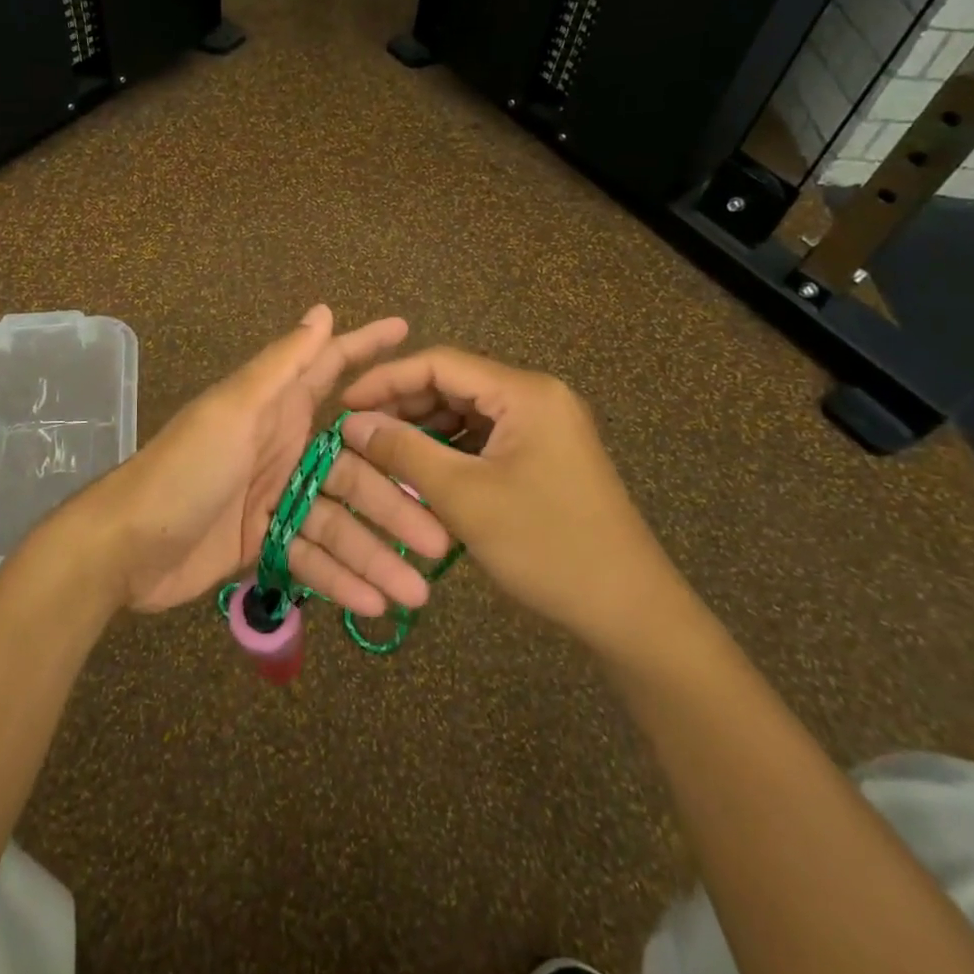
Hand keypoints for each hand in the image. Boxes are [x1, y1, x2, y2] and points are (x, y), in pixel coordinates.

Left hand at [84, 307, 452, 614]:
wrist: (124, 545)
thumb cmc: (184, 467)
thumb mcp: (235, 409)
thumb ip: (281, 366)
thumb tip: (322, 310)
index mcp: (276, 408)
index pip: (331, 369)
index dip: (368, 348)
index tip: (411, 333)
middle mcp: (283, 448)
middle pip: (354, 470)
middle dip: (396, 501)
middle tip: (442, 534)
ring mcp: (275, 499)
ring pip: (340, 523)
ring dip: (376, 554)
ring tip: (417, 592)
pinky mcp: (263, 543)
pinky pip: (311, 558)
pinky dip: (339, 579)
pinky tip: (373, 603)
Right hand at [339, 347, 683, 650]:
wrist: (630, 610)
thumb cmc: (546, 546)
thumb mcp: (465, 497)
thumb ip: (404, 451)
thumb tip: (353, 423)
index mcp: (524, 392)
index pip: (440, 363)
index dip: (386, 379)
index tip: (344, 405)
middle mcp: (537, 397)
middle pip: (454, 384)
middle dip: (403, 406)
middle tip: (358, 433)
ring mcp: (544, 426)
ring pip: (467, 413)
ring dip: (424, 429)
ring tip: (382, 453)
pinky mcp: (545, 454)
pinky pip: (485, 438)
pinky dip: (451, 450)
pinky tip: (422, 471)